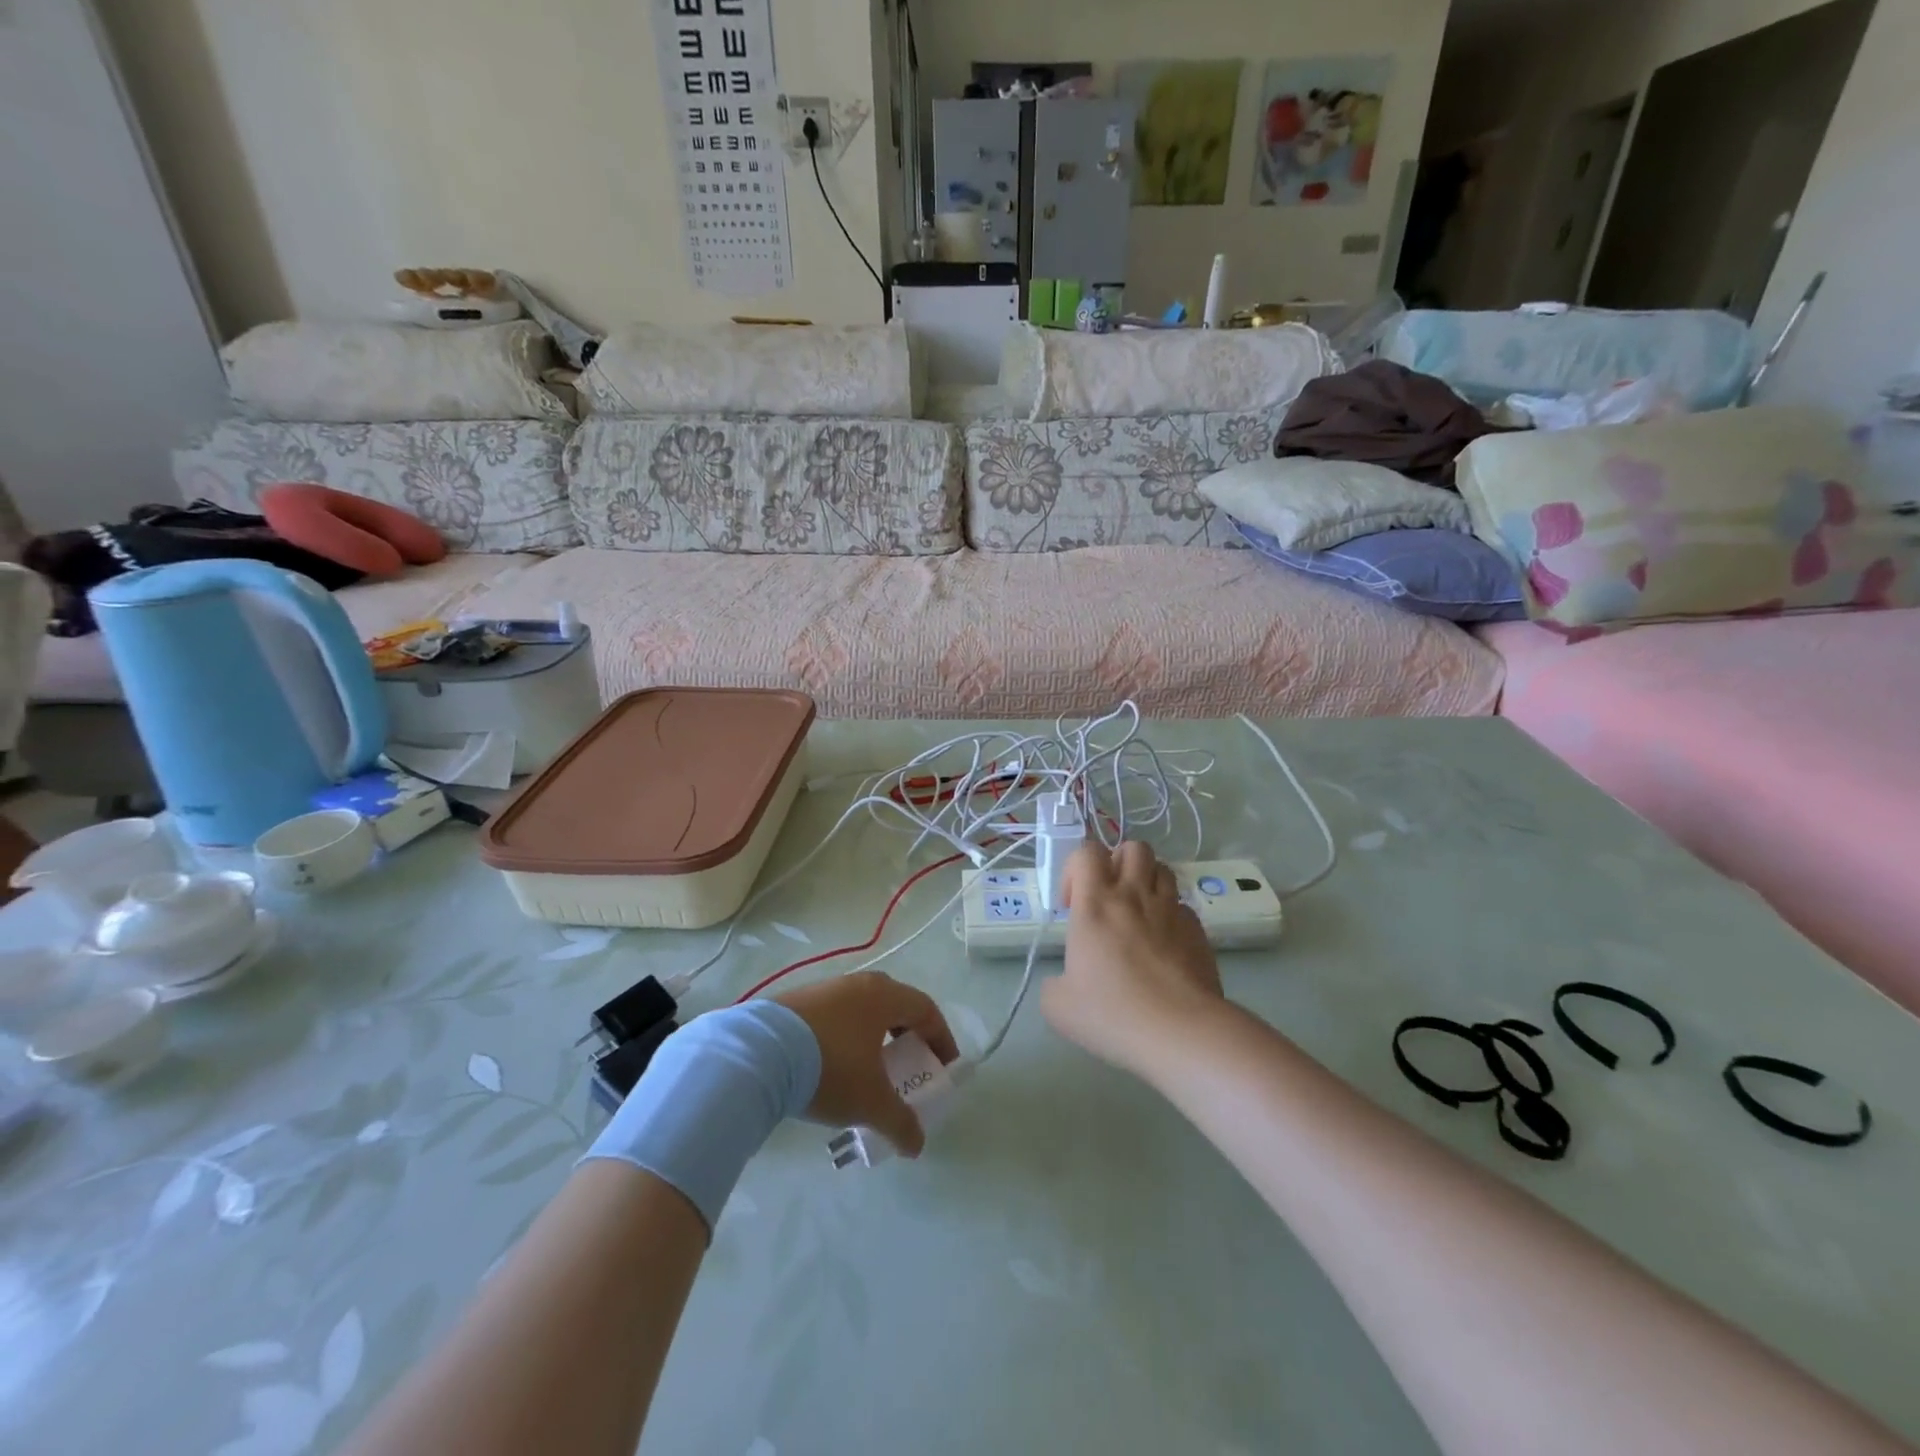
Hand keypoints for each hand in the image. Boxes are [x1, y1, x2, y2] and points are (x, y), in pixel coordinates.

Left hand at [774, 973, 958, 1158]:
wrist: (757, 1054)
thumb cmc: (830, 1068)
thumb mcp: (871, 1102)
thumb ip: (900, 1123)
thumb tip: (917, 1145)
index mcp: (883, 996)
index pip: (926, 1009)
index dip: (941, 1038)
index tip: (944, 1067)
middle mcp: (857, 984)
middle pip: (895, 1005)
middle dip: (907, 1035)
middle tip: (908, 1065)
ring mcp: (824, 989)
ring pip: (861, 1010)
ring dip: (873, 1037)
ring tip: (869, 1070)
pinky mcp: (795, 1002)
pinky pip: (834, 1017)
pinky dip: (844, 1038)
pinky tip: (832, 1066)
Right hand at [1041, 842, 1226, 1078]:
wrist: (1181, 1032)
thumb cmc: (1113, 1013)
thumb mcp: (1058, 1007)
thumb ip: (1053, 984)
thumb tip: (1062, 982)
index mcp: (1095, 904)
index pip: (1087, 852)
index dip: (1074, 868)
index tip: (1071, 906)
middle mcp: (1134, 896)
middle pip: (1133, 848)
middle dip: (1118, 862)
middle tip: (1108, 897)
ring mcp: (1171, 910)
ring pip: (1163, 869)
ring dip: (1147, 882)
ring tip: (1137, 914)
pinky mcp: (1198, 930)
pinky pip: (1182, 907)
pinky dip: (1170, 915)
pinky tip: (1164, 945)